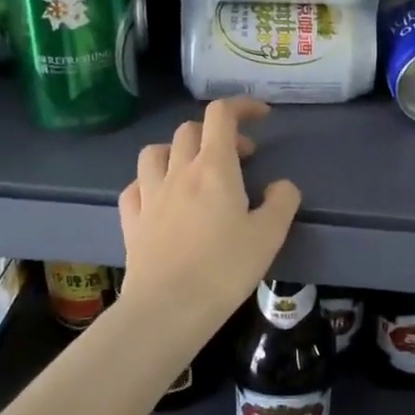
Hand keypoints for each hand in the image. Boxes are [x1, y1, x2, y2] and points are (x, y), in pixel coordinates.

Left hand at [116, 98, 301, 334]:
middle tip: (240, 157)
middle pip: (190, 130)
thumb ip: (282, 202)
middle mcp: (178, 171)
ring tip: (194, 169)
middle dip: (217, 133)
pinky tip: (161, 197)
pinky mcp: (132, 220)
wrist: (168, 309)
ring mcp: (150, 194)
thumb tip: (281, 186)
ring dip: (178, 150)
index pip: (222, 115)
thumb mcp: (270, 235)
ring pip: (156, 151)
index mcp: (214, 168)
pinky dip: (150, 181)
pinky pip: (135, 186)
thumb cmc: (225, 268)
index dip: (242, 106)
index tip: (261, 116)